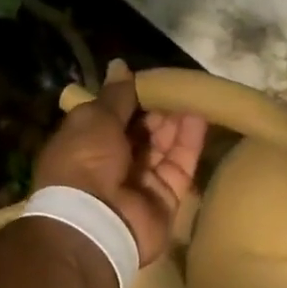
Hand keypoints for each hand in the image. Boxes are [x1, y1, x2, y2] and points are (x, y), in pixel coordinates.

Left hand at [36, 60, 206, 264]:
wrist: (95, 222)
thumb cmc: (85, 162)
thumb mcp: (94, 119)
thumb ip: (115, 95)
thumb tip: (120, 65)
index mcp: (87, 144)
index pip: (114, 116)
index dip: (133, 97)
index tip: (154, 79)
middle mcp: (113, 164)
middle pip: (142, 131)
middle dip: (159, 108)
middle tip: (179, 85)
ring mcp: (141, 183)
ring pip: (164, 147)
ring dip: (177, 121)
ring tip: (195, 94)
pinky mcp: (165, 198)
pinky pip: (180, 166)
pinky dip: (190, 142)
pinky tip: (201, 116)